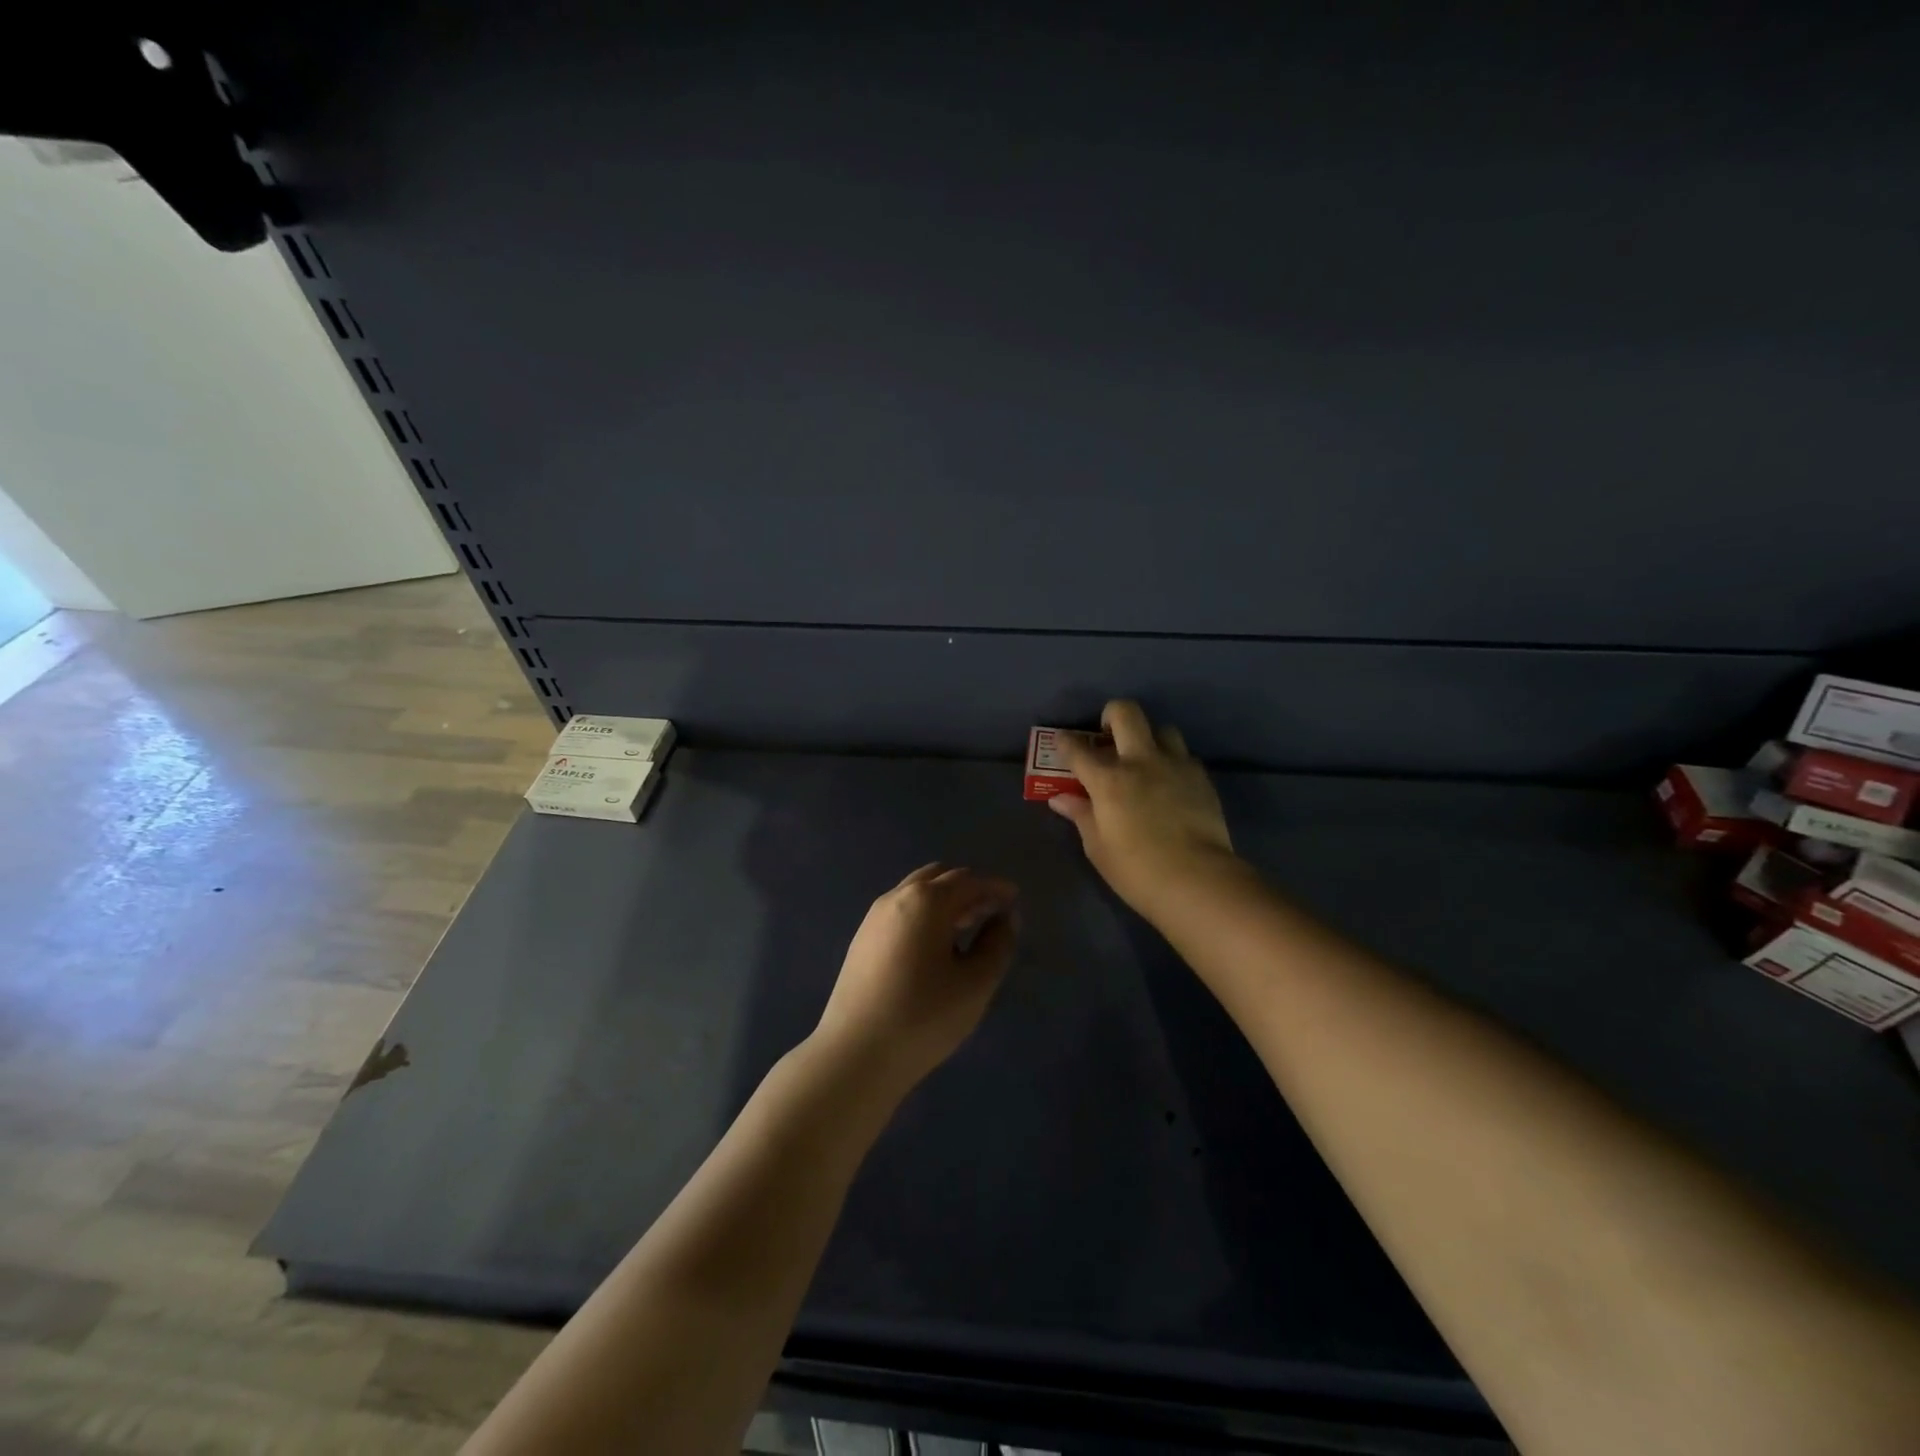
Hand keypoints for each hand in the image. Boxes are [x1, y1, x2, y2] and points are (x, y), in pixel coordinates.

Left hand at [813, 864, 1019, 1092]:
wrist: (855, 1053)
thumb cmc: (923, 1016)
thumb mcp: (975, 984)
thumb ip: (997, 945)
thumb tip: (1004, 918)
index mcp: (927, 901)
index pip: (968, 881)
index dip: (995, 887)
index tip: (1014, 897)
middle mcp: (897, 898)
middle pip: (939, 877)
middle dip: (969, 888)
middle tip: (992, 911)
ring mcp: (874, 917)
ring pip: (917, 892)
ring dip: (945, 899)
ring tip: (968, 926)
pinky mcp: (862, 939)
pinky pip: (901, 910)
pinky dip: (925, 913)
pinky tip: (935, 945)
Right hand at [1050, 700, 1236, 918]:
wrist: (1198, 880)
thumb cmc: (1137, 870)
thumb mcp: (1098, 848)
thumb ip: (1081, 816)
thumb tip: (1062, 799)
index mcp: (1109, 780)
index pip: (1078, 750)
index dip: (1065, 742)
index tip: (1062, 741)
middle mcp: (1141, 761)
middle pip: (1126, 713)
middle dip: (1111, 716)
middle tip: (1107, 735)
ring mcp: (1176, 766)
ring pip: (1162, 729)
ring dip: (1149, 738)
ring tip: (1145, 760)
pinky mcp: (1201, 778)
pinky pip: (1184, 757)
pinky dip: (1172, 763)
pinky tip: (1170, 785)